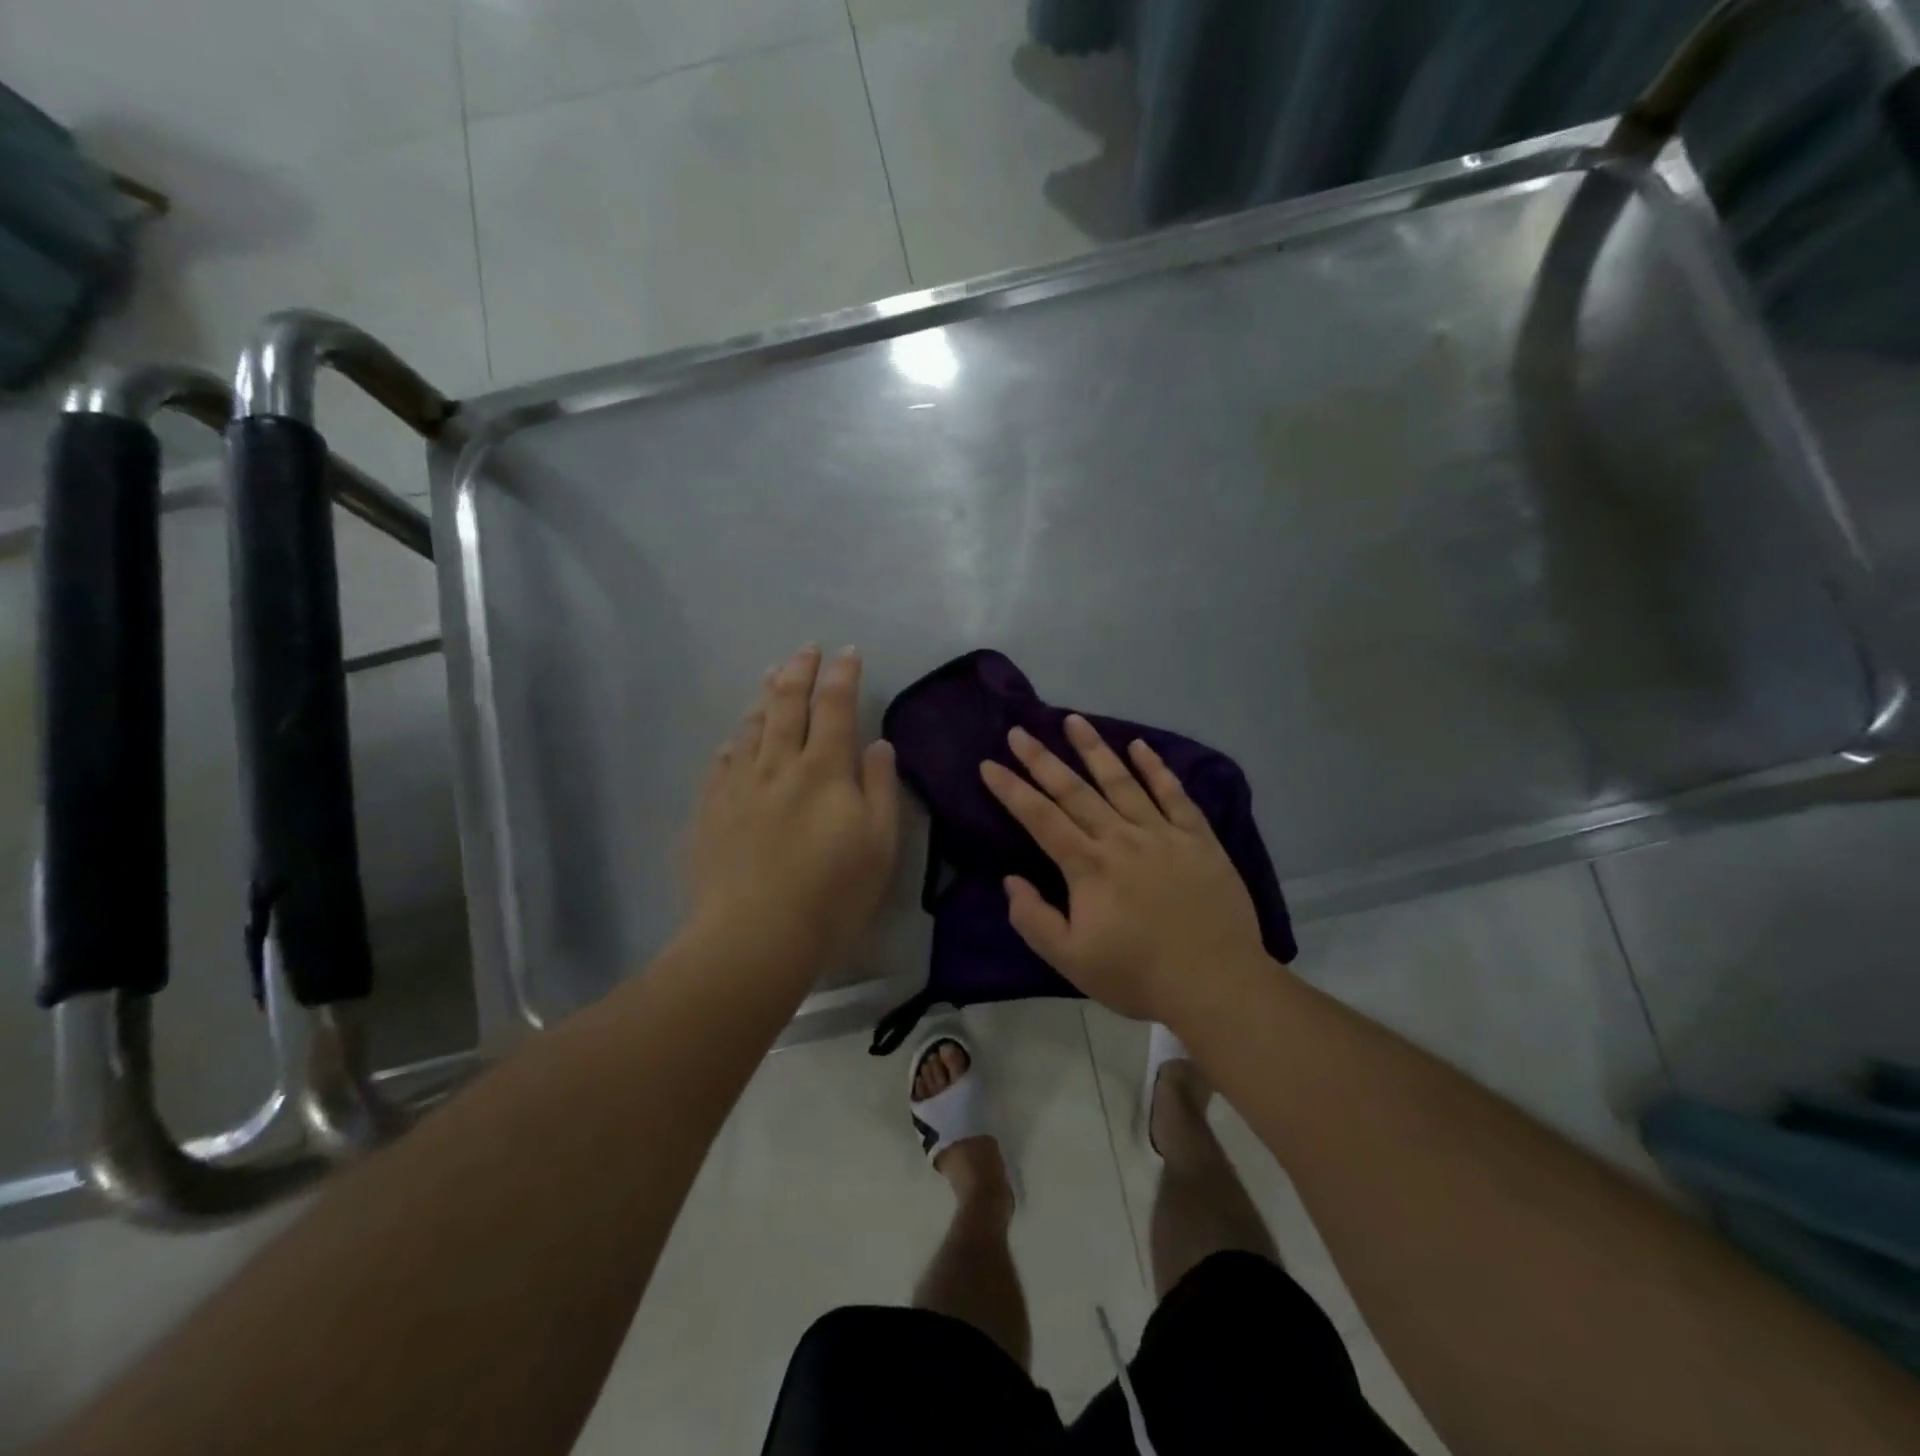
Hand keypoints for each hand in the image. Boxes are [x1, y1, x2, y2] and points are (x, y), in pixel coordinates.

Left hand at [685, 645, 899, 973]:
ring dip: (766, 696)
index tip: (847, 652)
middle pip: (788, 704)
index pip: (835, 706)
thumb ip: (879, 788)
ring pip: (752, 727)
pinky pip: (721, 762)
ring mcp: (738, 785)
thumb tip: (877, 744)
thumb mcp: (879, 844)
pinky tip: (735, 737)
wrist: (753, 936)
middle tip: (805, 648)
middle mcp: (778, 764)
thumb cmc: (831, 893)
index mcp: (824, 769)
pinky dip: (734, 741)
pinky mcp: (710, 810)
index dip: (842, 675)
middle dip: (800, 671)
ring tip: (772, 675)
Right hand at [979, 716, 1273, 1026]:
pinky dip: (1156, 768)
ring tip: (1073, 720)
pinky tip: (1140, 746)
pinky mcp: (1197, 838)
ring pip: (1121, 781)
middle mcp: (1121, 838)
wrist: (1216, 983)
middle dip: (1042, 759)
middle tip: (1020, 730)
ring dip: (1094, 749)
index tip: (989, 764)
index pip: (1040, 818)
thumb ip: (1033, 919)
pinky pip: (1174, 794)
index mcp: (1088, 866)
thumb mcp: (1070, 961)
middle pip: (1074, 790)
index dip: (1011, 790)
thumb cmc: (1137, 975)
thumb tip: (1010, 880)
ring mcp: (1162, 833)